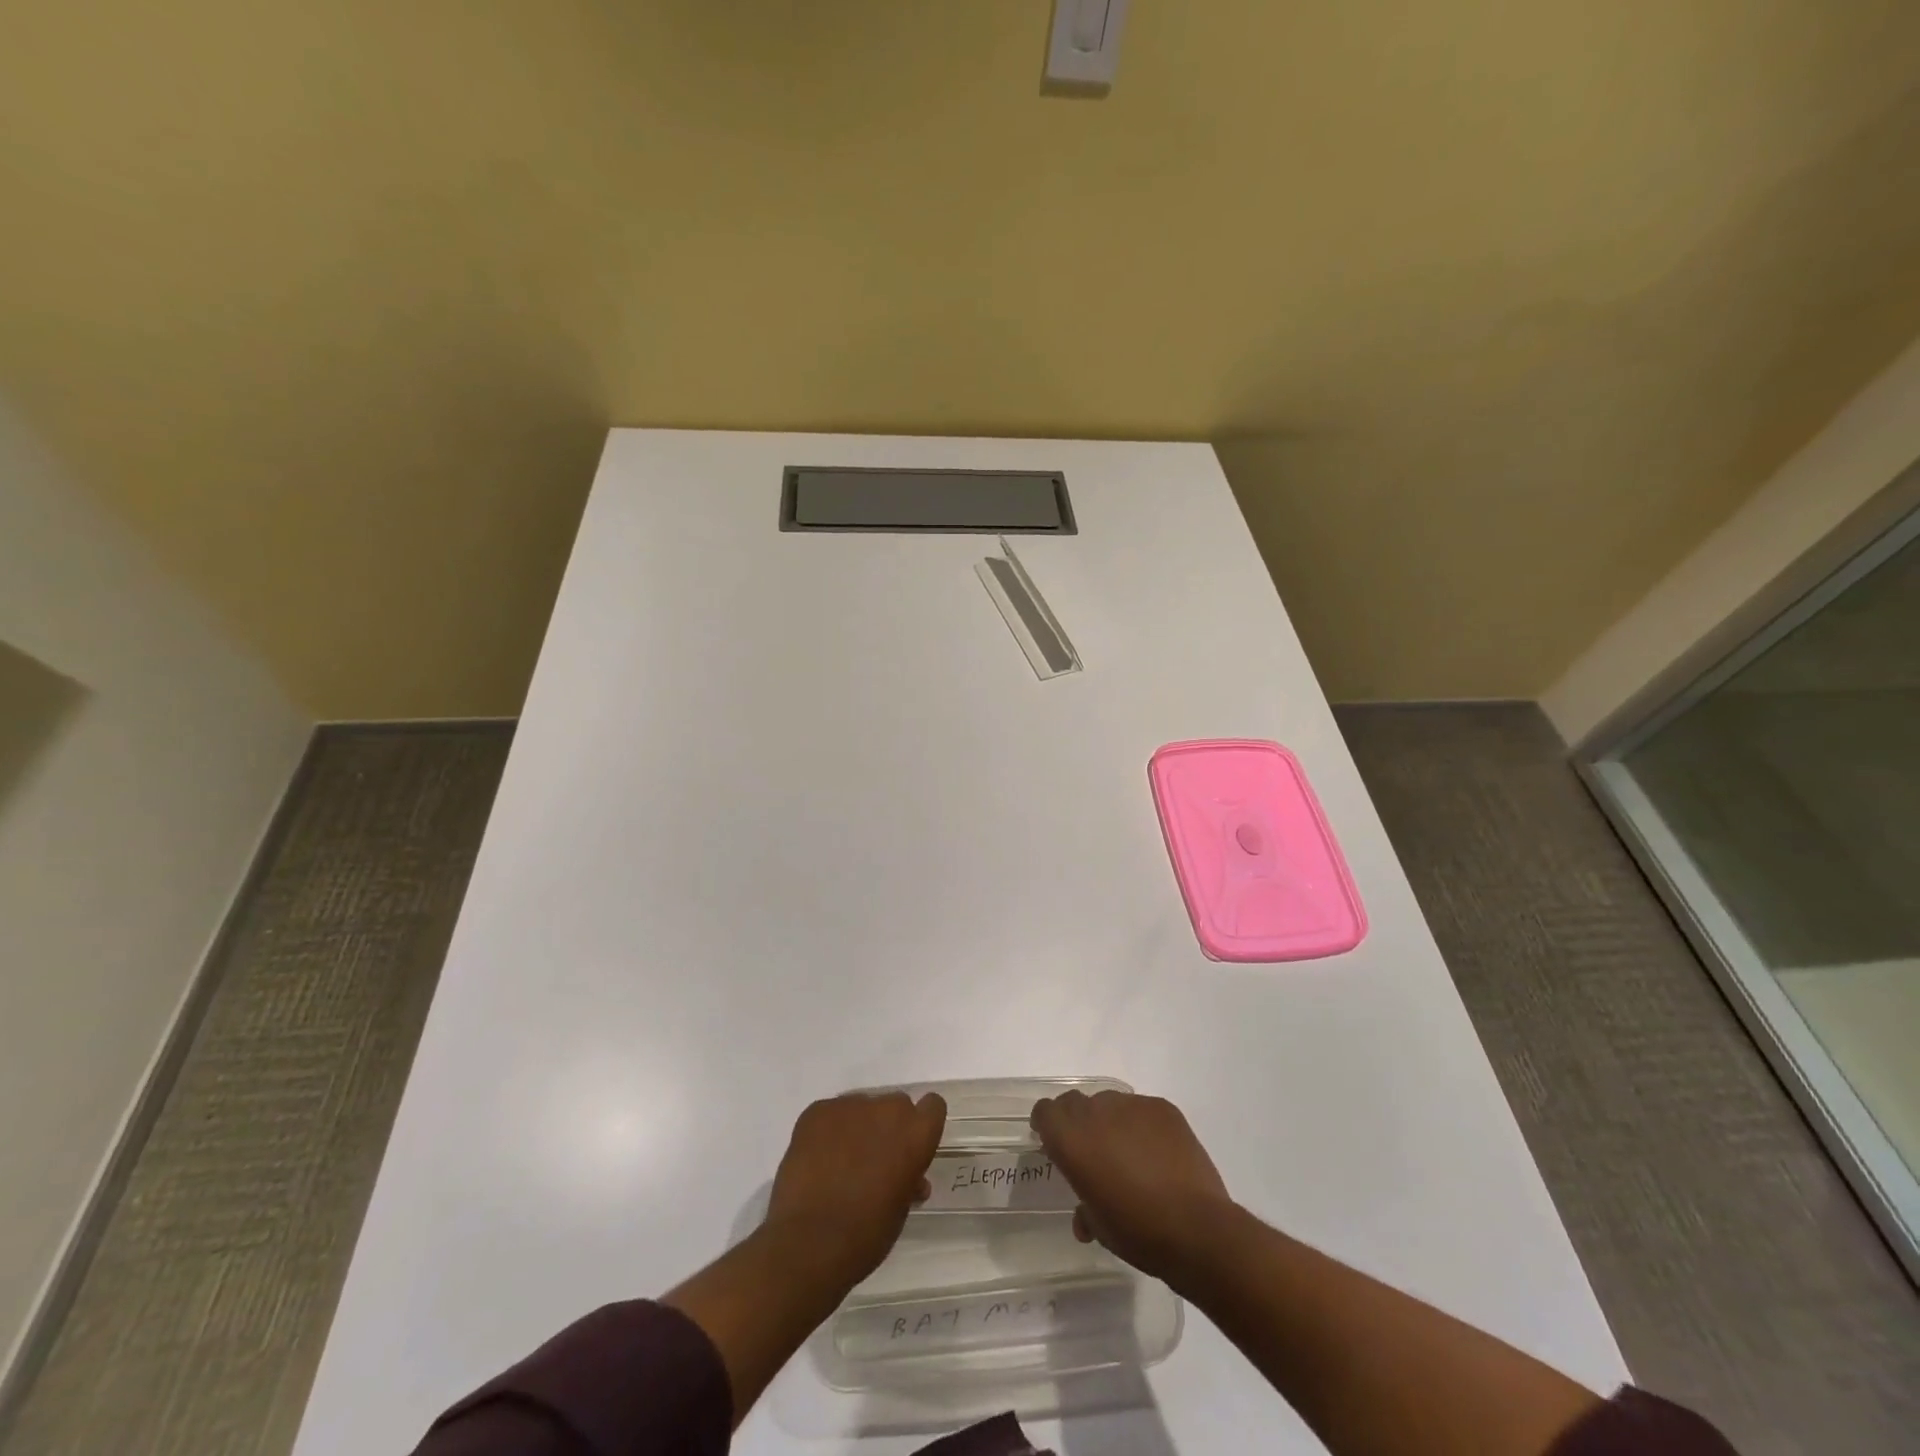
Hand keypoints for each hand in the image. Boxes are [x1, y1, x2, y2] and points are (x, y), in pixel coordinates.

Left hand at [762, 1091, 946, 1287]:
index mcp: (916, 1133)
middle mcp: (887, 1109)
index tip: (910, 1148)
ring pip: (861, 1108)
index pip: (933, 1106)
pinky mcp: (817, 1110)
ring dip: (857, 1129)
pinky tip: (817, 1161)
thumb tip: (909, 1179)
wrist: (809, 1243)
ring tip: (839, 1164)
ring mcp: (849, 1106)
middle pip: (895, 1106)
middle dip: (887, 1128)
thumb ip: (908, 1181)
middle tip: (873, 1161)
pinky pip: (831, 1114)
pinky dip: (828, 1132)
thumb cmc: (865, 1236)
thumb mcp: (900, 1210)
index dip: (922, 1126)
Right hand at [1030, 1089, 1234, 1282]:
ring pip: (1110, 1103)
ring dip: (1111, 1122)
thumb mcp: (1100, 1227)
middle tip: (1091, 1151)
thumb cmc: (1138, 1232)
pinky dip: (1142, 1126)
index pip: (1046, 1112)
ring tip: (1129, 1154)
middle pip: (1075, 1103)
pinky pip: (1142, 1110)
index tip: (1052, 1142)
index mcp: (1072, 1139)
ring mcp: (1132, 1105)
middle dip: (1077, 1122)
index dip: (1046, 1124)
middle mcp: (1096, 1112)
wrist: (1197, 1228)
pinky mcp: (1163, 1108)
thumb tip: (1084, 1215)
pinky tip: (1158, 1154)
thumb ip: (1085, 1210)